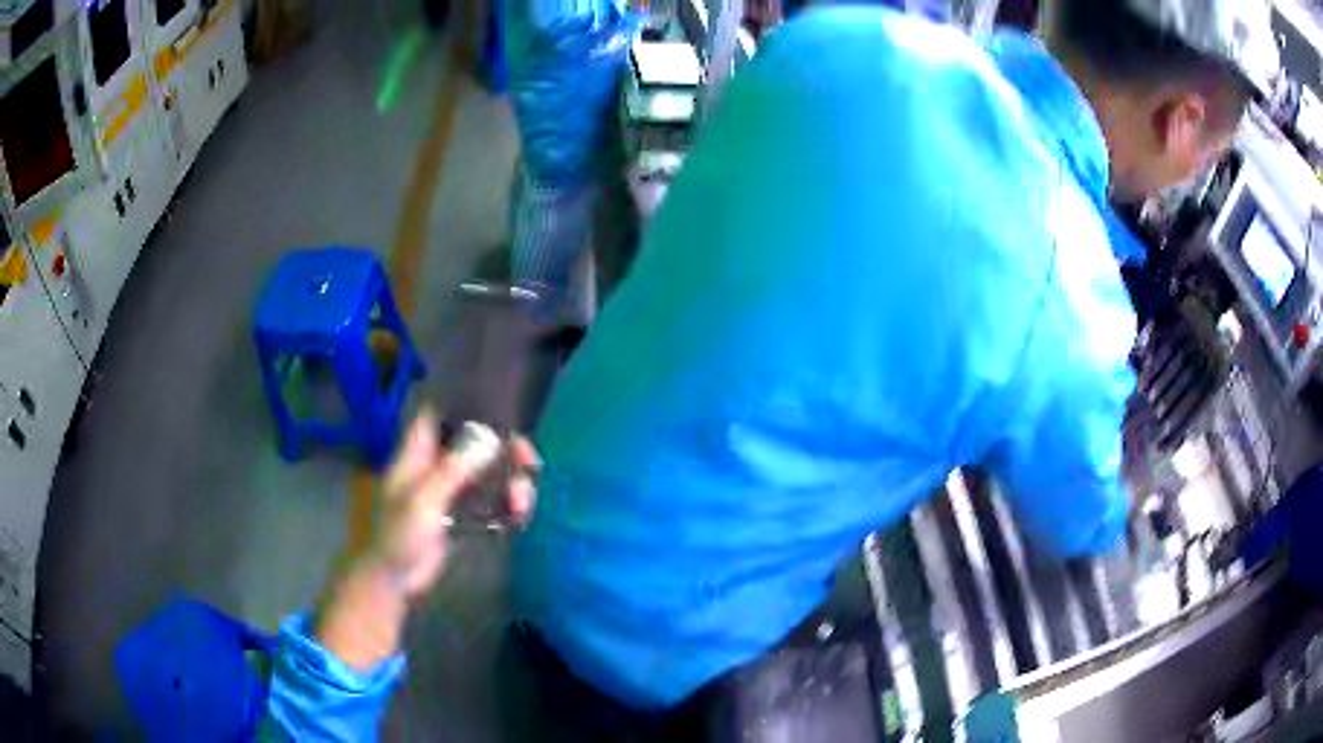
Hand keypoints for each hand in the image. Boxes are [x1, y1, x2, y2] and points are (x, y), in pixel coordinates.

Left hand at [364, 409, 538, 597]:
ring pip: (488, 473)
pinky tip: (518, 518)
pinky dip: (507, 506)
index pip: (439, 413)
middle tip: (530, 463)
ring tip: (521, 505)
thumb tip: (487, 441)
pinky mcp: (462, 515)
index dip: (467, 406)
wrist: (394, 578)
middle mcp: (436, 465)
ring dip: (511, 484)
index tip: (500, 412)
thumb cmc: (398, 535)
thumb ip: (452, 471)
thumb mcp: (422, 501)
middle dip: (505, 450)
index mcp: (418, 454)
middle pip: (476, 443)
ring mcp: (450, 491)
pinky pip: (491, 501)